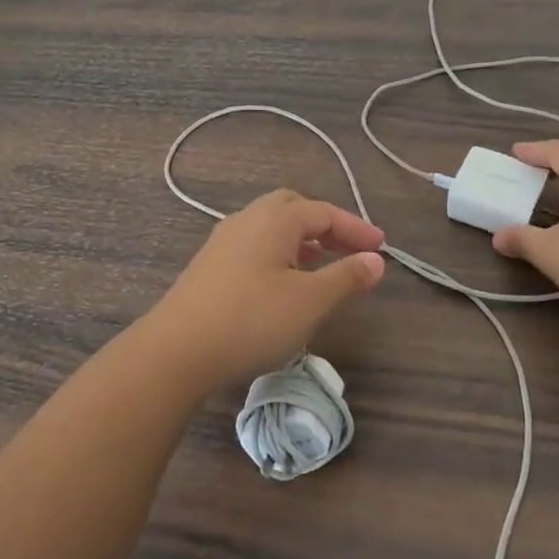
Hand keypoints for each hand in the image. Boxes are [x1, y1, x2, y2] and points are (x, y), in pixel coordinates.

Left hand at [151, 190, 386, 389]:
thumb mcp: (310, 301)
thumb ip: (346, 278)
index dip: (356, 229)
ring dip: (301, 241)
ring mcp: (223, 242)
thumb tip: (376, 260)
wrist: (176, 350)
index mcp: (274, 219)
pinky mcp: (209, 267)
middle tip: (349, 249)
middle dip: (325, 226)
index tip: (381, 248)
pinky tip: (282, 285)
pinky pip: (253, 247)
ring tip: (320, 266)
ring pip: (270, 228)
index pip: (324, 212)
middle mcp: (247, 220)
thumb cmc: (252, 319)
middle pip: (293, 209)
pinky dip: (278, 255)